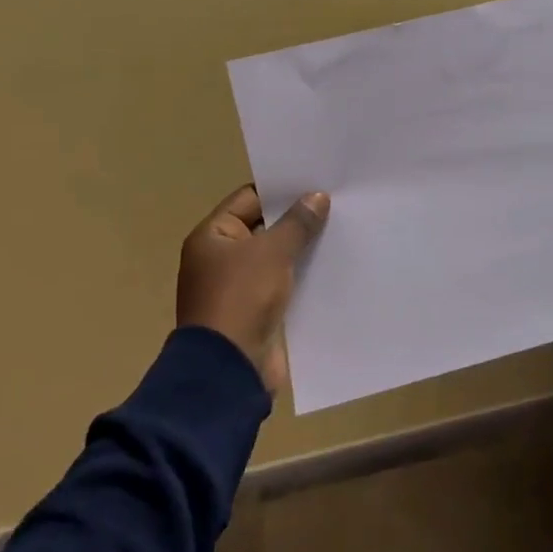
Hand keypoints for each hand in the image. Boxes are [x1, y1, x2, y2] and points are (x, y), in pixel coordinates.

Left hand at [177, 185, 329, 392]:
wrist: (230, 369)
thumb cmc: (242, 297)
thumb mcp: (272, 252)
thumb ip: (296, 222)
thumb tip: (318, 197)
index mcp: (212, 237)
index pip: (249, 199)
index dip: (281, 190)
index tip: (317, 182)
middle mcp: (220, 258)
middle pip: (264, 227)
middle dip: (296, 218)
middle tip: (336, 203)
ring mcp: (237, 286)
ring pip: (275, 257)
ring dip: (302, 248)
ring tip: (340, 230)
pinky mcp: (255, 311)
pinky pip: (281, 283)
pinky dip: (301, 275)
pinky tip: (331, 265)